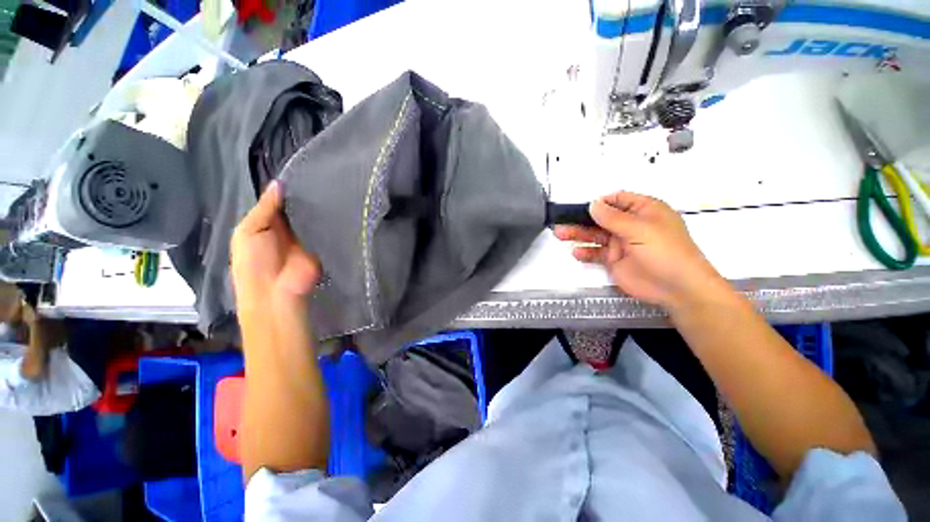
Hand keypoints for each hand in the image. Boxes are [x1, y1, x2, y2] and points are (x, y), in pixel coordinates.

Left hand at [231, 182, 320, 311]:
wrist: (277, 292)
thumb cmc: (254, 262)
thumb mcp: (249, 231)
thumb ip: (265, 208)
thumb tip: (279, 183)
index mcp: (266, 224)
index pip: (278, 202)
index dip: (286, 189)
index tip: (300, 171)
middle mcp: (288, 228)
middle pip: (298, 208)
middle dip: (306, 196)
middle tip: (320, 176)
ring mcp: (307, 237)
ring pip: (313, 217)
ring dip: (320, 207)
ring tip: (332, 186)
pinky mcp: (323, 245)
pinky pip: (326, 230)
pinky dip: (331, 221)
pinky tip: (339, 207)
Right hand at [554, 191, 724, 310]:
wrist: (676, 288)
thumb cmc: (664, 251)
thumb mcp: (639, 229)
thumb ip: (612, 217)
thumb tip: (593, 204)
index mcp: (643, 210)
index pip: (617, 200)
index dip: (599, 202)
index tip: (580, 207)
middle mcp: (630, 225)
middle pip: (601, 218)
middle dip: (581, 219)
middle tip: (561, 221)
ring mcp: (621, 243)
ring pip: (595, 235)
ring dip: (578, 234)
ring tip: (560, 234)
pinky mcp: (614, 260)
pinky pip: (596, 253)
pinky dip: (585, 253)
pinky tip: (576, 253)